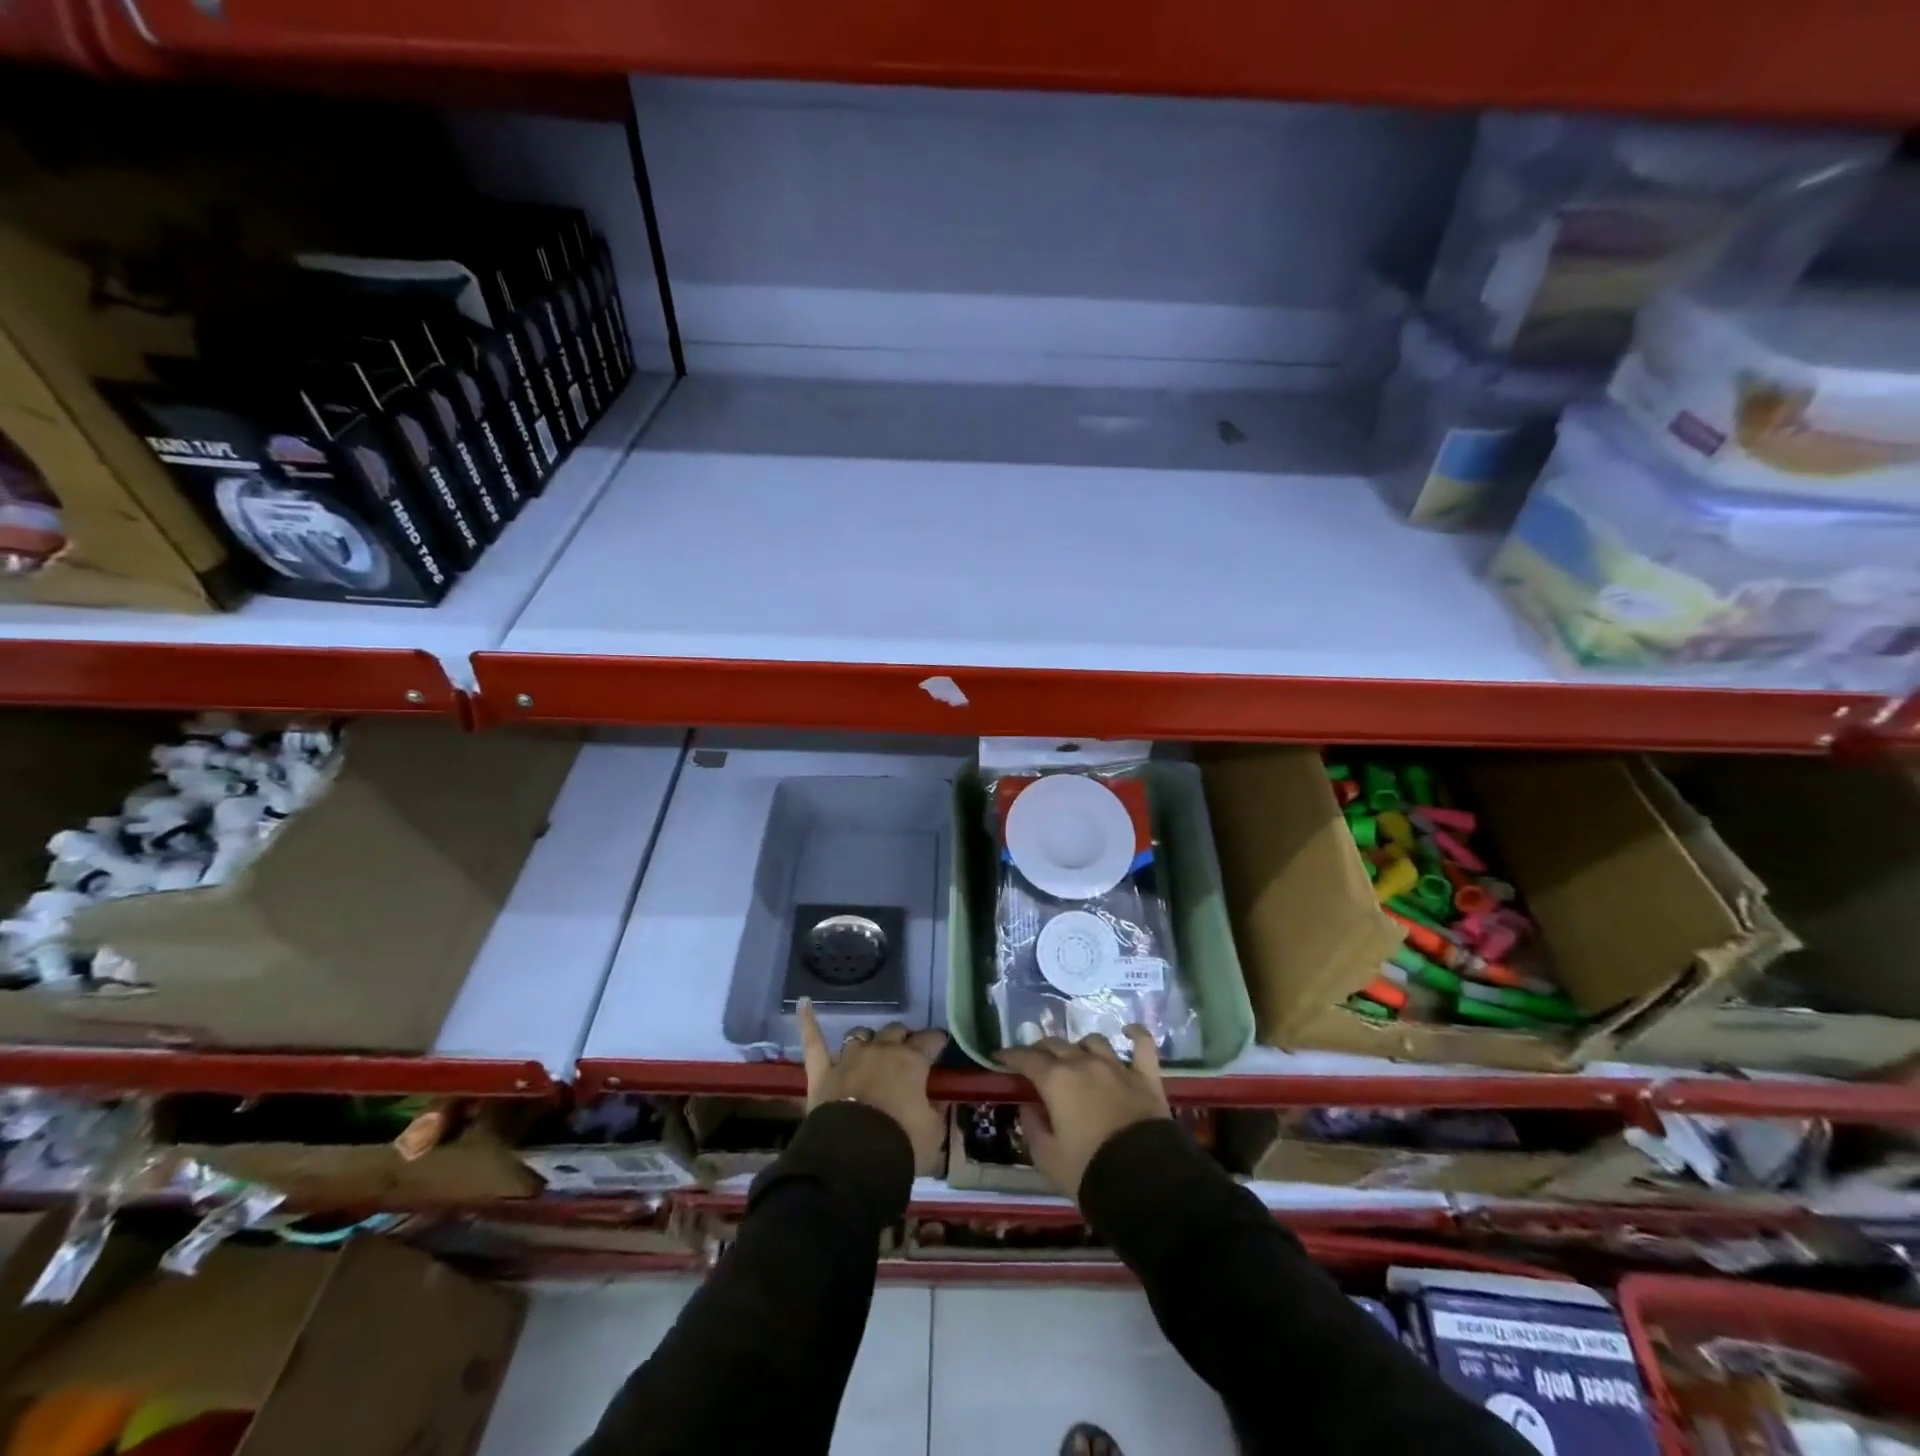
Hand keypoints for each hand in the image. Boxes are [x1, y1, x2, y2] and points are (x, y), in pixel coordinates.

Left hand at [797, 998, 948, 1173]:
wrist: (854, 1155)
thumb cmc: (901, 1142)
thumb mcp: (933, 1133)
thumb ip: (935, 1111)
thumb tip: (937, 1102)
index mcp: (912, 1061)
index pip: (930, 1040)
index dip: (937, 1041)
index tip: (941, 1044)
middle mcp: (881, 1050)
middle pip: (895, 1031)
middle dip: (903, 1037)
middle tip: (908, 1050)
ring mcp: (849, 1058)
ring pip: (860, 1034)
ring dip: (869, 1039)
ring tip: (872, 1046)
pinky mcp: (822, 1071)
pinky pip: (814, 1041)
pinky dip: (808, 1021)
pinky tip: (803, 1003)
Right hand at [997, 1028, 1171, 1200]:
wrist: (1144, 1180)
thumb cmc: (1088, 1170)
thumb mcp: (1048, 1159)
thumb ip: (1033, 1129)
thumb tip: (1029, 1109)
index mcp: (1056, 1080)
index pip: (1027, 1059)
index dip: (1011, 1056)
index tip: (1000, 1056)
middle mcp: (1084, 1063)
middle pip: (1057, 1045)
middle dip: (1042, 1050)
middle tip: (1035, 1060)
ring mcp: (1117, 1066)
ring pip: (1093, 1041)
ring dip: (1080, 1046)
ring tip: (1076, 1055)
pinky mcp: (1146, 1076)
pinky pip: (1142, 1044)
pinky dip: (1135, 1035)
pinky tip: (1128, 1032)